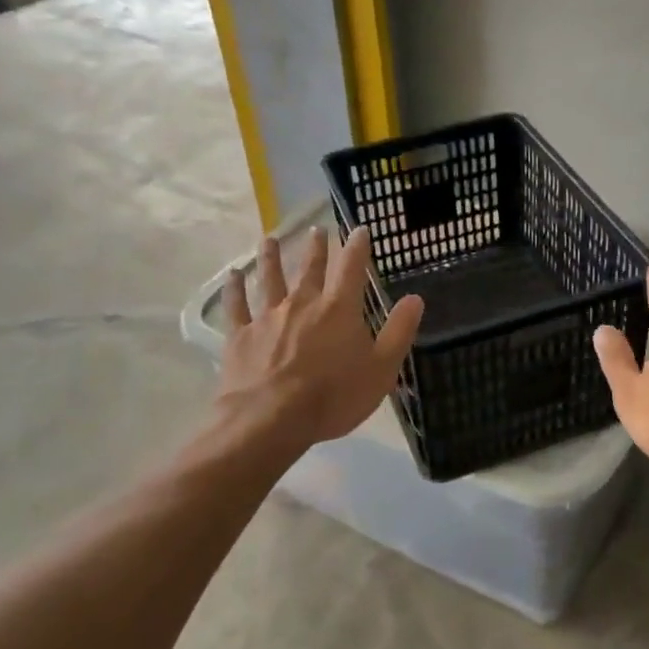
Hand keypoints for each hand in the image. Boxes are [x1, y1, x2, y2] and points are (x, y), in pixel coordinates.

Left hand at [216, 225, 423, 454]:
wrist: (270, 419)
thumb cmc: (333, 396)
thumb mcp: (381, 369)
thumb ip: (399, 331)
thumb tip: (415, 298)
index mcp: (339, 309)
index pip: (352, 268)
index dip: (357, 246)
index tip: (360, 229)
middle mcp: (303, 302)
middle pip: (310, 268)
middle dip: (316, 247)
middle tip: (316, 229)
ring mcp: (268, 316)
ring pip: (270, 278)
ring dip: (272, 258)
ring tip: (270, 239)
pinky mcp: (241, 335)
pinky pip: (236, 305)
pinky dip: (235, 288)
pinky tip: (233, 275)